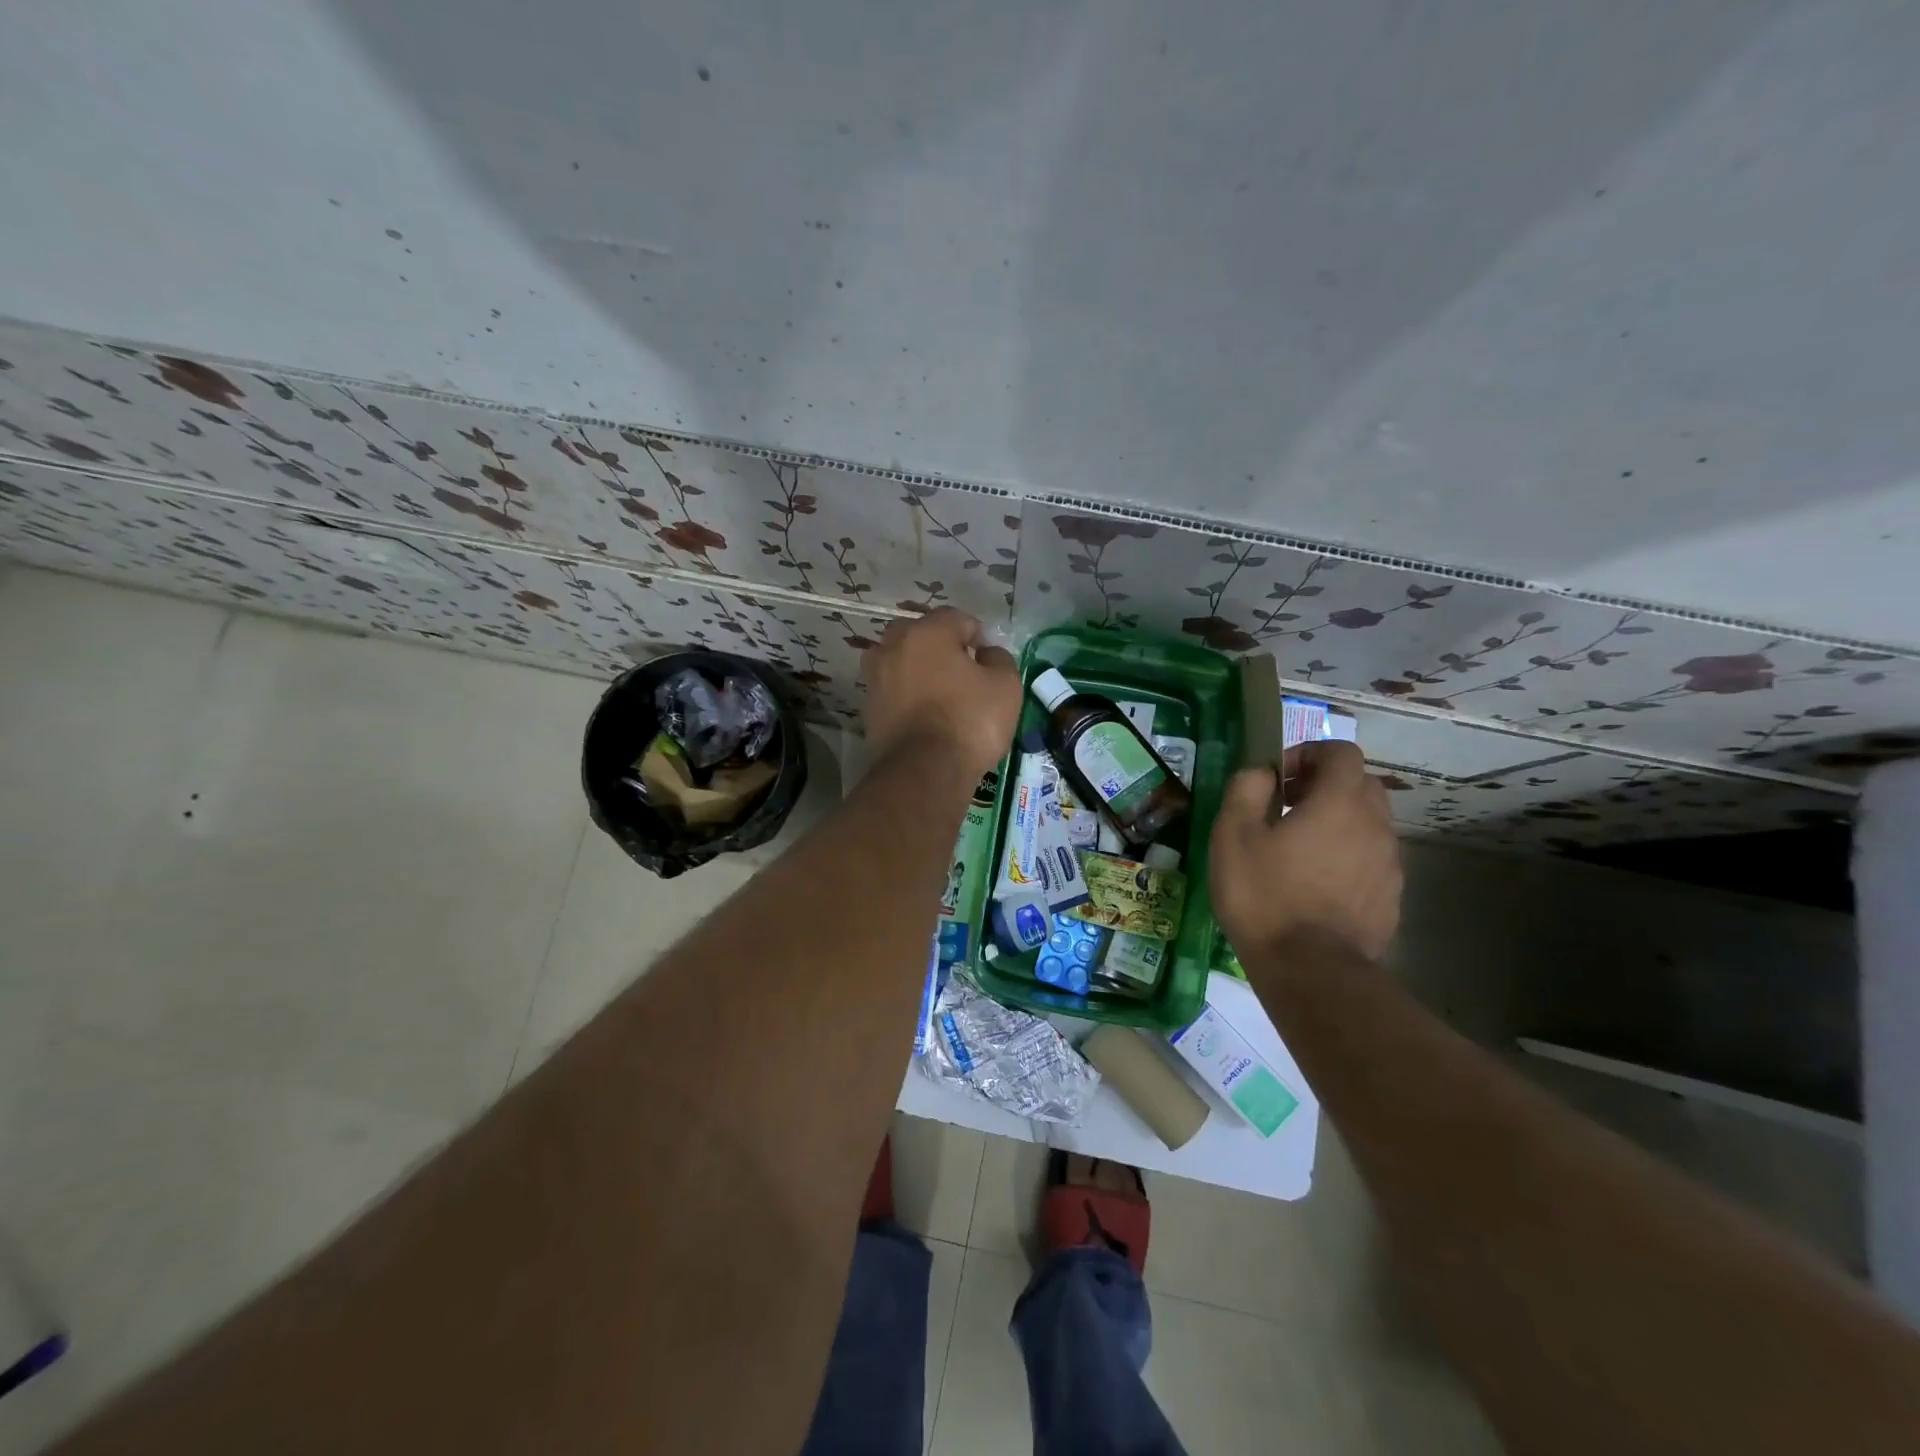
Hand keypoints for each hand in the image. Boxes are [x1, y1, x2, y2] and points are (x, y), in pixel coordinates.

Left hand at [863, 608, 1020, 779]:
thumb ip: (999, 659)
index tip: (988, 658)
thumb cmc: (969, 720)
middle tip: (962, 670)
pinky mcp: (869, 708)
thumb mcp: (1005, 686)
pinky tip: (924, 712)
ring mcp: (876, 677)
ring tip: (940, 691)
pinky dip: (906, 694)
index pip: (955, 618)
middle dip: (940, 646)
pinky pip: (892, 689)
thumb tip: (987, 654)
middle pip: (920, 634)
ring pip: (901, 661)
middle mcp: (894, 646)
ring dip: (918, 669)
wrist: (923, 771)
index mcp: (927, 632)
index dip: (977, 635)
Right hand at [1209, 740, 1401, 961]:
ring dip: (1337, 823)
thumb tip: (1262, 773)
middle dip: (1325, 785)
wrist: (1310, 970)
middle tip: (1287, 808)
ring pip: (1369, 824)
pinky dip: (1347, 857)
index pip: (1342, 753)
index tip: (1279, 777)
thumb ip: (1247, 788)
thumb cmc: (1264, 894)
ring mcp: (1388, 864)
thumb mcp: (1233, 834)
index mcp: (1339, 803)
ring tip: (1298, 851)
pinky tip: (1315, 885)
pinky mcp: (1390, 898)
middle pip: (1361, 785)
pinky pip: (1370, 860)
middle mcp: (1375, 826)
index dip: (1310, 753)